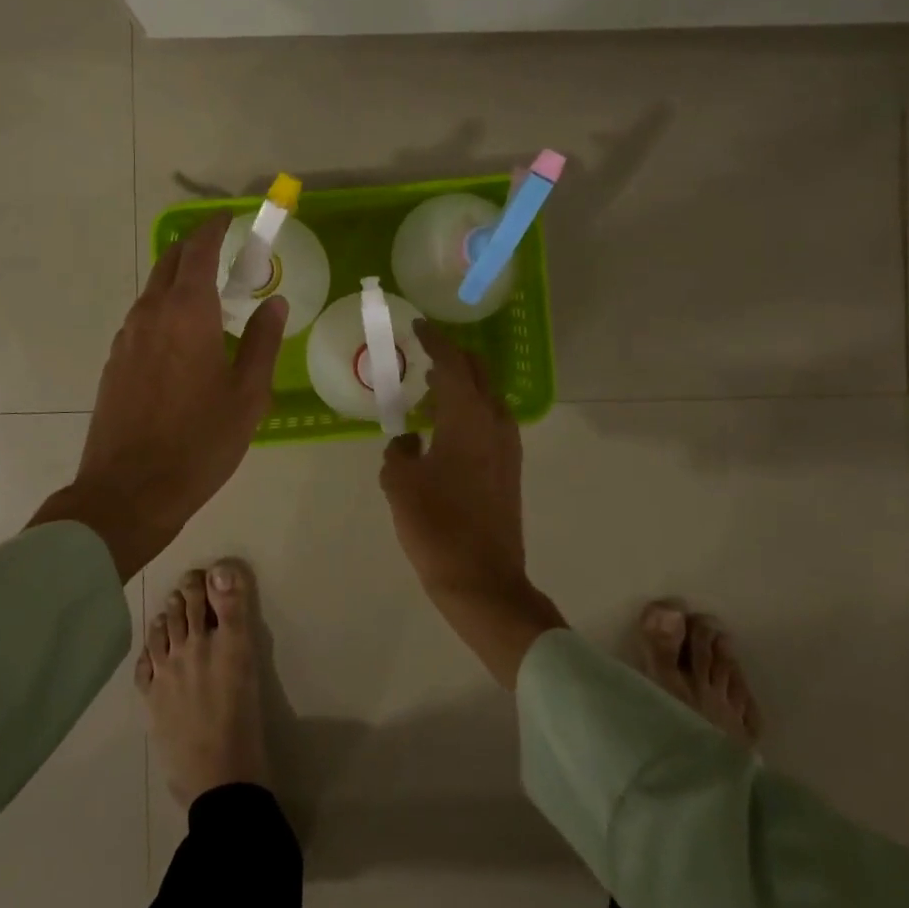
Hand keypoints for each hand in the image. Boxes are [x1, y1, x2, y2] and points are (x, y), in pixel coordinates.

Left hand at [34, 214, 285, 580]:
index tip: (231, 220)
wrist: (129, 491)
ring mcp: (127, 337)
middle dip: (196, 249)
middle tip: (226, 256)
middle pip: (170, 262)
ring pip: (153, 289)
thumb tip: (275, 303)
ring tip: (211, 298)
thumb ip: (263, 341)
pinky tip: (184, 338)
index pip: (199, 250)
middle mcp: (151, 313)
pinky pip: (143, 317)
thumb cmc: (200, 442)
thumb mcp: (248, 395)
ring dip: (180, 280)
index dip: (215, 229)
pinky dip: (165, 308)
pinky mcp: (115, 361)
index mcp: (188, 313)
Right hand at [380, 321, 563, 687]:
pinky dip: (468, 411)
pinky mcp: (509, 469)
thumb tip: (408, 442)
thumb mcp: (401, 484)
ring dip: (462, 386)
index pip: (453, 363)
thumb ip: (399, 452)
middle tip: (424, 354)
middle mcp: (495, 423)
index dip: (435, 341)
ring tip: (429, 391)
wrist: (483, 580)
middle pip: (478, 373)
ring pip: (487, 397)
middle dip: (453, 357)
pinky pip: (489, 421)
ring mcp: (507, 447)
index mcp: (468, 418)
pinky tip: (444, 430)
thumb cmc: (437, 527)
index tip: (418, 326)